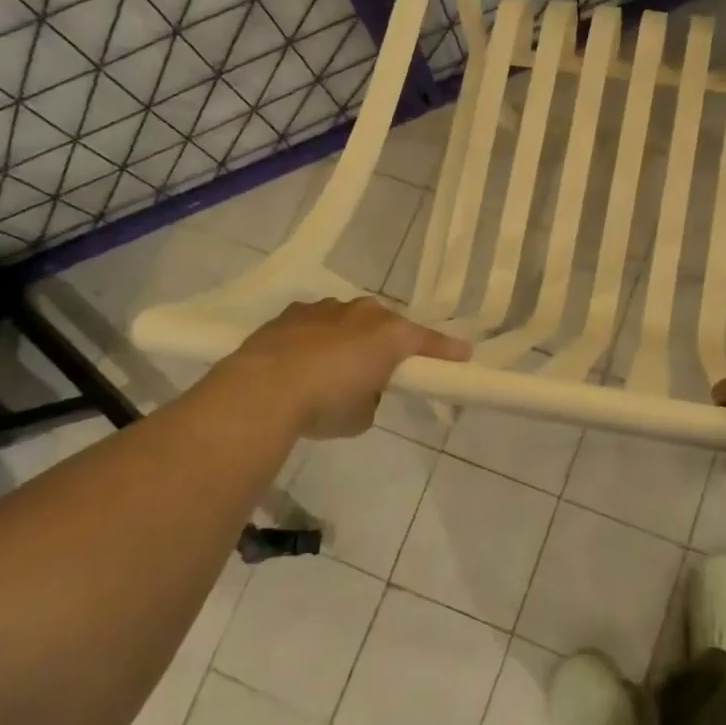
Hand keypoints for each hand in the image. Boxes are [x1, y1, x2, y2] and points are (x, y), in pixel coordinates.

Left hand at [208, 297, 469, 438]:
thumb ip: (371, 399)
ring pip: (348, 319)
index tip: (463, 355)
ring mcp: (325, 309)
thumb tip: (360, 392)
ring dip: (349, 337)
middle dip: (387, 342)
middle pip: (385, 324)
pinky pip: (315, 324)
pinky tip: (303, 361)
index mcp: (389, 335)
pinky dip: (316, 338)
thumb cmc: (325, 404)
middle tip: (382, 368)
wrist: (262, 390)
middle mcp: (362, 313)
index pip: (427, 341)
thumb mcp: (362, 415)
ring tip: (335, 367)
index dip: (446, 350)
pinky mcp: (291, 314)